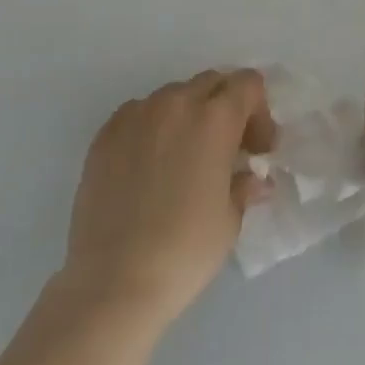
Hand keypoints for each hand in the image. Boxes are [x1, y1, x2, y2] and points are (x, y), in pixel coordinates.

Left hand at [59, 69, 276, 332]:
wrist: (113, 282)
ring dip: (188, 115)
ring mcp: (137, 115)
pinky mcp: (105, 134)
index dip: (259, 111)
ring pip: (174, 95)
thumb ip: (243, 185)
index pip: (248, 83)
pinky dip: (153, 127)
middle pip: (212, 82)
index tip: (256, 150)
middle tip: (226, 150)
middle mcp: (176, 103)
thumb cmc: (184, 251)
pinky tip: (149, 166)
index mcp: (215, 118)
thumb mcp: (229, 220)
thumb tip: (253, 178)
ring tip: (184, 158)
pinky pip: (139, 113)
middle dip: (226, 107)